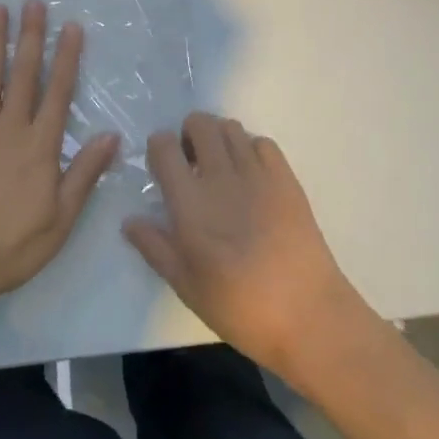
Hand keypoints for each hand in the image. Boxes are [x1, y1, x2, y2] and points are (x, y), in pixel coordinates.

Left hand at [0, 2, 119, 315]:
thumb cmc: (12, 246)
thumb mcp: (61, 220)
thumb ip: (84, 174)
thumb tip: (112, 135)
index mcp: (40, 146)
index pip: (58, 92)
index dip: (66, 58)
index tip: (71, 27)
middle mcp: (10, 127)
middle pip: (23, 73)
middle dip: (31, 36)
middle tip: (34, 2)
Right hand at [123, 112, 377, 388]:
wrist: (308, 316)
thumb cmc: (240, 307)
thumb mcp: (187, 286)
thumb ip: (155, 248)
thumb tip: (129, 221)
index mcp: (189, 202)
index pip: (163, 145)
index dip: (159, 148)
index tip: (163, 168)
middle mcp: (220, 176)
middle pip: (198, 123)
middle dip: (189, 134)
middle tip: (192, 163)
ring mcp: (256, 173)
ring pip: (230, 127)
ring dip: (219, 138)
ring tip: (221, 167)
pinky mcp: (286, 179)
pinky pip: (262, 142)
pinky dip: (251, 149)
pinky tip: (252, 176)